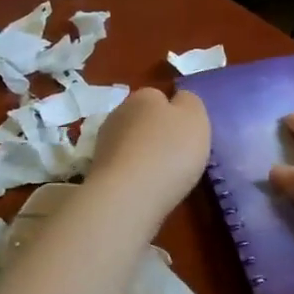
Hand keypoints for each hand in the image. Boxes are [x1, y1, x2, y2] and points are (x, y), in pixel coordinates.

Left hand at [87, 87, 209, 220]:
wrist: (128, 196)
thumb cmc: (169, 151)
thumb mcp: (195, 118)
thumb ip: (190, 102)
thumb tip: (179, 100)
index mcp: (144, 96)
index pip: (159, 96)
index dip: (175, 114)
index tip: (186, 133)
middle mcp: (119, 113)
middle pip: (143, 120)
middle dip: (157, 134)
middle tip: (178, 155)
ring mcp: (104, 143)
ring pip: (131, 143)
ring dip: (144, 155)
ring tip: (163, 176)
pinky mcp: (97, 171)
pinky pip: (123, 167)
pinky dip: (133, 174)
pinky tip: (146, 189)